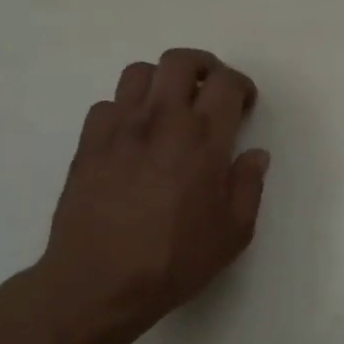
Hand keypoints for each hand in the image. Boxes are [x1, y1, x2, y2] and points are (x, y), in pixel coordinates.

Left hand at [27, 48, 268, 343]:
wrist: (98, 283)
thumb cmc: (174, 261)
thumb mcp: (234, 233)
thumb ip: (249, 186)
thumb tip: (255, 155)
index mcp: (204, 140)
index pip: (226, 83)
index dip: (240, 85)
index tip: (244, 105)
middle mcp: (163, 121)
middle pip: (180, 61)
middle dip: (203, 67)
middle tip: (210, 91)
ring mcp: (120, 127)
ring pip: (140, 72)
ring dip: (162, 82)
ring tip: (169, 108)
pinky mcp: (88, 142)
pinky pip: (108, 104)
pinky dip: (125, 110)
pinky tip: (132, 137)